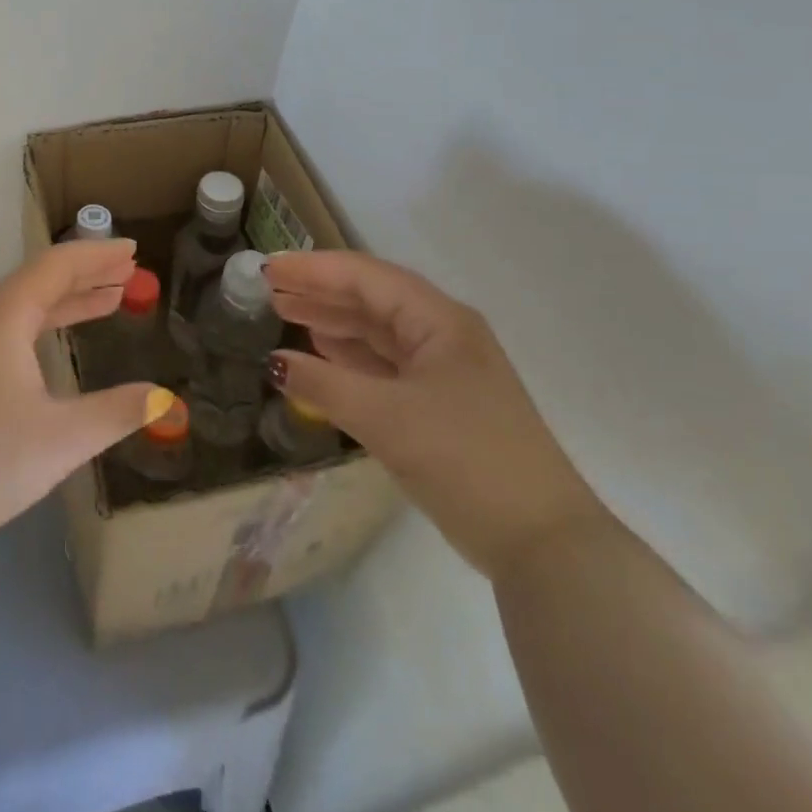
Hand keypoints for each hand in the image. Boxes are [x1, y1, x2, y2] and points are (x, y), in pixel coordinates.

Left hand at [0, 239, 165, 570]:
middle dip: (87, 274)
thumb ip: (117, 412)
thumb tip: (166, 398)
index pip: (55, 266)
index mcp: (3, 319)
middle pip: (39, 281)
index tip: (133, 249)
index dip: (96, 255)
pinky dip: (45, 326)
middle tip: (129, 270)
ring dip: (68, 300)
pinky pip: (11, 332)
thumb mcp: (61, 439)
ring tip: (110, 298)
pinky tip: (58, 344)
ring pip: (24, 308)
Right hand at [265, 250, 609, 581]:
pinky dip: (350, 357)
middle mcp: (443, 334)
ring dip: (332, 321)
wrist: (543, 543)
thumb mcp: (386, 418)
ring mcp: (445, 370)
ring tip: (285, 313)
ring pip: (378, 332)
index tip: (269, 267)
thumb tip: (275, 363)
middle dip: (320, 291)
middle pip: (371, 299)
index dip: (314, 269)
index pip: (366, 277)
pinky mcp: (441, 404)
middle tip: (270, 290)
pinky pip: (386, 365)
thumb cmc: (464, 459)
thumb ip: (325, 385)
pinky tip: (322, 353)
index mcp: (439, 321)